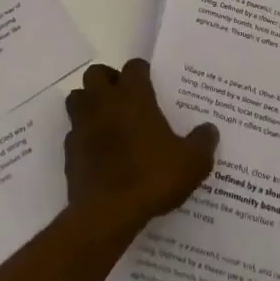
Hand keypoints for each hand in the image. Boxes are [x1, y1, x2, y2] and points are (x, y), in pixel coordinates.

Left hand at [64, 59, 217, 239]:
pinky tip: (98, 150)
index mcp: (133, 96)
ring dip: (89, 102)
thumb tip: (210, 130)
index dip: (142, 72)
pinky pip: (73, 131)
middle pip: (96, 74)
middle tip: (124, 97)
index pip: (134, 67)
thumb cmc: (152, 178)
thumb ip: (202, 142)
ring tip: (107, 118)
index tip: (150, 83)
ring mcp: (82, 124)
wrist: (108, 213)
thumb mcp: (191, 163)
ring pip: (77, 97)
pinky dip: (83, 134)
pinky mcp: (69, 149)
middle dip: (108, 80)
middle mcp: (104, 102)